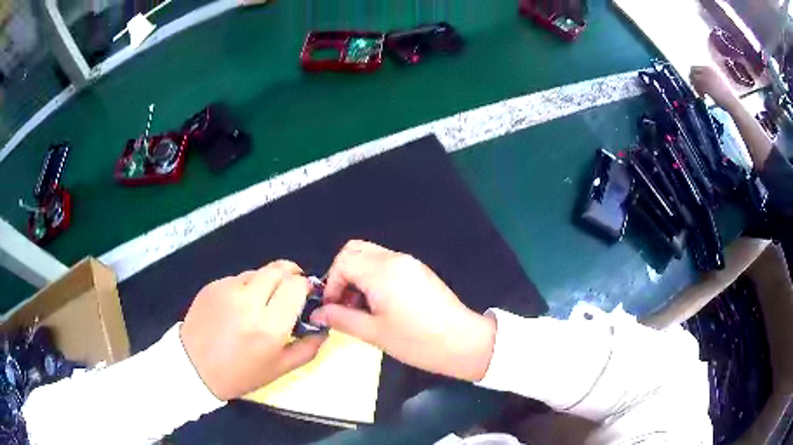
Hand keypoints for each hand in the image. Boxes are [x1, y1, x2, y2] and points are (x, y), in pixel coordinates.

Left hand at [180, 261, 325, 400]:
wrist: (194, 367)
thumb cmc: (240, 374)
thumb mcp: (280, 369)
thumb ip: (308, 348)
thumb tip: (323, 327)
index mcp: (269, 326)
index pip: (295, 285)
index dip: (305, 286)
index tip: (304, 295)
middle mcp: (249, 301)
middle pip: (278, 269)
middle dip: (290, 275)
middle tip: (289, 291)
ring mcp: (227, 290)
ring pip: (257, 272)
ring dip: (266, 282)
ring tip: (260, 303)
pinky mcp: (212, 285)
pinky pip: (237, 279)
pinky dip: (245, 288)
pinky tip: (237, 308)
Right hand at [311, 241, 495, 381]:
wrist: (463, 342)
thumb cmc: (418, 341)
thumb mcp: (374, 333)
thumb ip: (341, 319)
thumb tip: (318, 313)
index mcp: (382, 272)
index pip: (343, 261)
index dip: (331, 283)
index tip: (333, 308)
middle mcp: (395, 259)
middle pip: (355, 250)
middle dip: (341, 274)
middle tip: (343, 303)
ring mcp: (410, 263)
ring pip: (371, 256)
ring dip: (357, 276)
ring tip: (361, 307)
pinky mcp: (419, 271)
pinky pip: (387, 264)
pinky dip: (374, 277)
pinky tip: (379, 304)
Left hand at [690, 66, 738, 109]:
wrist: (731, 101)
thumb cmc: (726, 94)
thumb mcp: (716, 80)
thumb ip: (708, 77)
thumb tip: (699, 78)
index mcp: (709, 67)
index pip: (696, 67)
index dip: (695, 75)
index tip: (698, 84)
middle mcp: (706, 69)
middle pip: (692, 70)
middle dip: (693, 80)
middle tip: (697, 90)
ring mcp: (705, 76)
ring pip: (693, 78)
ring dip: (695, 87)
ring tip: (702, 95)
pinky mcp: (705, 85)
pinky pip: (696, 86)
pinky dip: (698, 92)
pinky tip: (704, 97)